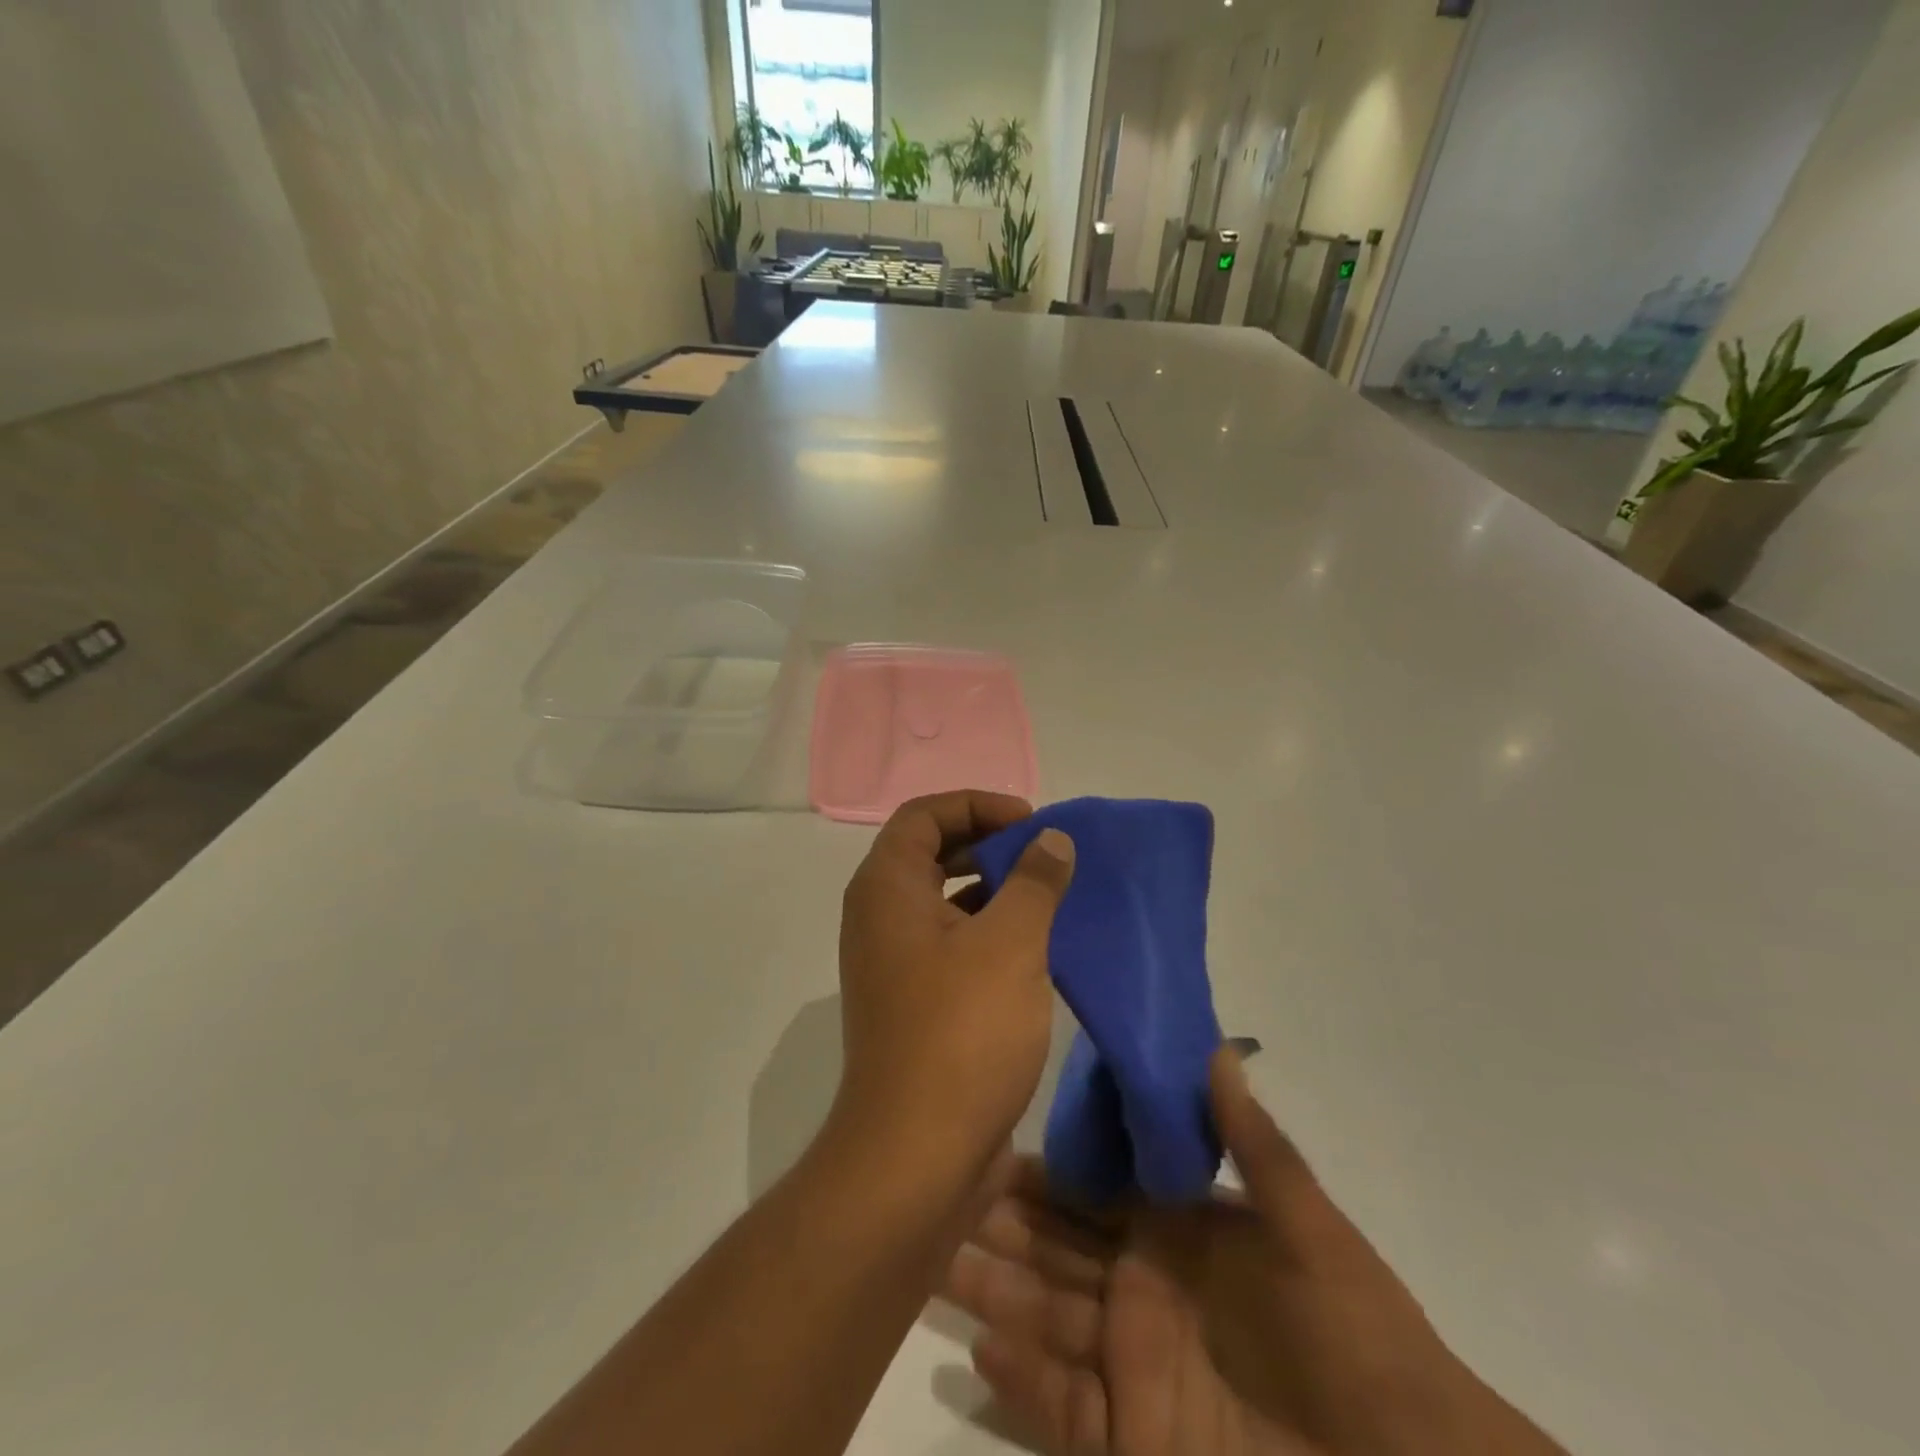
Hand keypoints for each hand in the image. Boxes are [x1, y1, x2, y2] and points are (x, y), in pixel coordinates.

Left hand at [830, 791, 1076, 1192]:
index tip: (1030, 822)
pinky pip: (949, 942)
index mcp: (887, 888)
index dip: (977, 805)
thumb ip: (1033, 881)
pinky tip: (1035, 947)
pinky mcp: (912, 1002)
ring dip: (992, 888)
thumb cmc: (961, 1033)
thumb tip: (1051, 839)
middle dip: (988, 843)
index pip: (924, 815)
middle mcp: (879, 917)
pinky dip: (987, 930)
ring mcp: (892, 962)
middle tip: (1043, 853)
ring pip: (942, 900)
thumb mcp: (1010, 944)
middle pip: (930, 852)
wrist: (915, 1157)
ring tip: (1048, 894)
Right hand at [942, 1052, 1568, 1455]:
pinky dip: (1021, 1376)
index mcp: (1182, 1237)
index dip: (1046, 1174)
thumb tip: (1215, 1048)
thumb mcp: (1310, 1233)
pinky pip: (1063, 1404)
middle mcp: (1146, 1292)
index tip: (991, 1145)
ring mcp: (1136, 1367)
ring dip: (995, 1288)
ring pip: (1048, 1317)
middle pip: (1058, 1251)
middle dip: (1003, 1225)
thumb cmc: (1362, 1347)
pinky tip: (977, 1341)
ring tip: (937, 1260)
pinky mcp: (1133, 1441)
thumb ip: (1254, 1144)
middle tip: (940, 1195)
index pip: (1097, 1193)